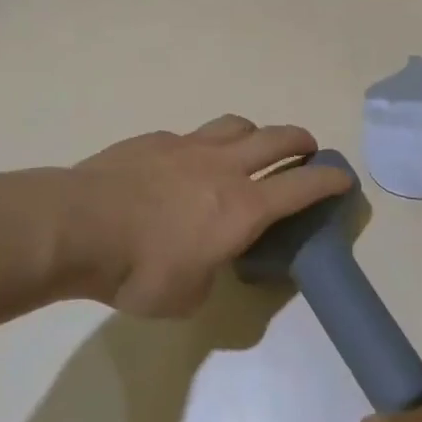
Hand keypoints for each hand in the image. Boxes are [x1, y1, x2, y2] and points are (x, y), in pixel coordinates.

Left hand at [64, 115, 350, 317]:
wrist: (77, 227)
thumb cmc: (138, 272)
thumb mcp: (187, 296)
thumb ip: (210, 274)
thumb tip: (209, 263)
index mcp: (242, 209)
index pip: (302, 188)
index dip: (329, 181)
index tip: (344, 177)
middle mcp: (224, 168)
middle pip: (277, 139)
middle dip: (300, 142)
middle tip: (306, 150)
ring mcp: (188, 147)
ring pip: (236, 125)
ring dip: (255, 133)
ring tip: (252, 146)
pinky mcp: (155, 140)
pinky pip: (190, 135)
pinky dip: (202, 145)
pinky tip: (185, 163)